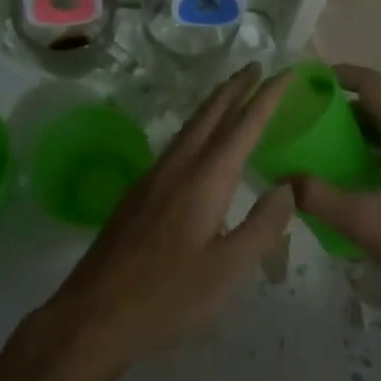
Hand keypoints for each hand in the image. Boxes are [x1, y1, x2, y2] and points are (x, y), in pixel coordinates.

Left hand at [37, 65, 295, 380]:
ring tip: (234, 93)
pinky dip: (199, 126)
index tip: (286, 72)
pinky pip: (178, 142)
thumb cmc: (167, 297)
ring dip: (216, 104)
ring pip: (191, 125)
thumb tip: (287, 188)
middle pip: (211, 113)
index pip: (244, 125)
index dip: (267, 97)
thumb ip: (262, 226)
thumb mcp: (228, 271)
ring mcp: (154, 176)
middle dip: (236, 87)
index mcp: (205, 179)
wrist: (93, 314)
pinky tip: (200, 141)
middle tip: (257, 66)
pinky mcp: (140, 192)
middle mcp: (179, 165)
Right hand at [288, 64, 380, 305]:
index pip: (372, 84)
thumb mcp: (366, 223)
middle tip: (308, 114)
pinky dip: (372, 144)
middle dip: (342, 102)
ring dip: (357, 125)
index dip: (340, 74)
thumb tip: (283, 179)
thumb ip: (320, 198)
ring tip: (323, 141)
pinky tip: (353, 171)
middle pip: (379, 101)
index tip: (309, 81)